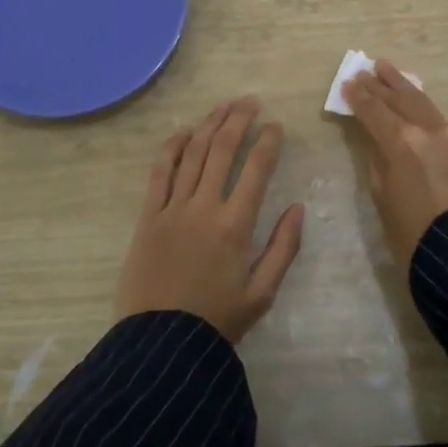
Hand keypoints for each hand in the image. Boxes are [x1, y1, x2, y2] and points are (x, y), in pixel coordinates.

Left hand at [116, 97, 305, 343]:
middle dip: (238, 120)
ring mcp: (172, 208)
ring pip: (192, 153)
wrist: (160, 344)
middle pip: (222, 150)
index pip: (256, 169)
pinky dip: (171, 148)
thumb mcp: (262, 292)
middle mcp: (204, 206)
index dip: (268, 141)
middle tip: (250, 102)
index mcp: (236, 224)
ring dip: (209, 125)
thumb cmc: (217, 321)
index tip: (276, 125)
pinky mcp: (148, 216)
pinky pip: (159, 173)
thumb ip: (284, 247)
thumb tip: (299, 207)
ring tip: (223, 106)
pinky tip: (183, 131)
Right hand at [345, 59, 447, 270]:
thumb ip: (376, 157)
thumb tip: (375, 138)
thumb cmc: (410, 230)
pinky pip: (435, 113)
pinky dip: (419, 102)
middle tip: (363, 71)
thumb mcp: (381, 193)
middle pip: (398, 99)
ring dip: (401, 84)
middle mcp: (426, 129)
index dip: (358, 98)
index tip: (347, 84)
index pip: (374, 111)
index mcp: (401, 142)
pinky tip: (412, 97)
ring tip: (386, 68)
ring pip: (420, 100)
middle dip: (378, 85)